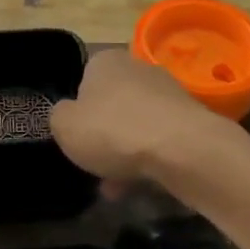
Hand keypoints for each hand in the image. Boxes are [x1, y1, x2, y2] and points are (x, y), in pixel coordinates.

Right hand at [48, 49, 234, 194]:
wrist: (182, 149)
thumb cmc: (113, 130)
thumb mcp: (64, 126)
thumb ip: (59, 117)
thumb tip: (68, 115)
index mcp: (105, 61)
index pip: (84, 80)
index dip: (78, 111)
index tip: (77, 138)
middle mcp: (138, 68)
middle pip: (113, 104)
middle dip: (104, 136)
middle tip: (95, 165)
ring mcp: (168, 92)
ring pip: (137, 124)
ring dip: (126, 152)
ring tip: (117, 187)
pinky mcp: (190, 118)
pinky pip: (160, 139)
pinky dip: (150, 158)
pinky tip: (143, 184)